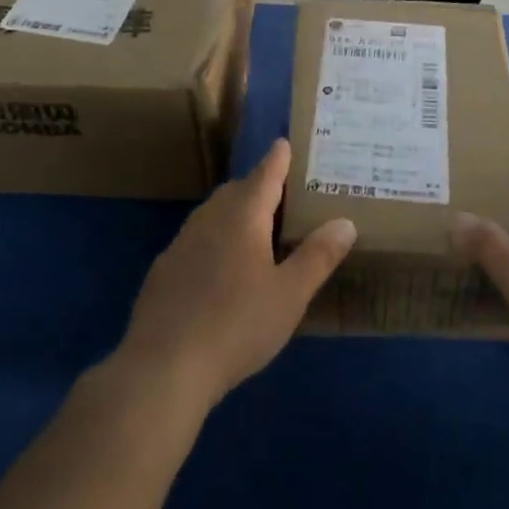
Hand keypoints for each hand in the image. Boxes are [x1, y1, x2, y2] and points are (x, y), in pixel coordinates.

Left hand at [115, 139, 354, 412]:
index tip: (283, 143)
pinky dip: (213, 240)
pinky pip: (195, 240)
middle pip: (236, 191)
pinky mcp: (163, 270)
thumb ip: (317, 256)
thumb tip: (345, 221)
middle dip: (257, 187)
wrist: (164, 365)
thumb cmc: (238, 324)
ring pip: (212, 214)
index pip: (265, 176)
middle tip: (279, 193)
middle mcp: (210, 219)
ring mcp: (181, 243)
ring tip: (253, 228)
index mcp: (243, 216)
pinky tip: (218, 268)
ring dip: (233, 212)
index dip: (277, 160)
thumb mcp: (290, 295)